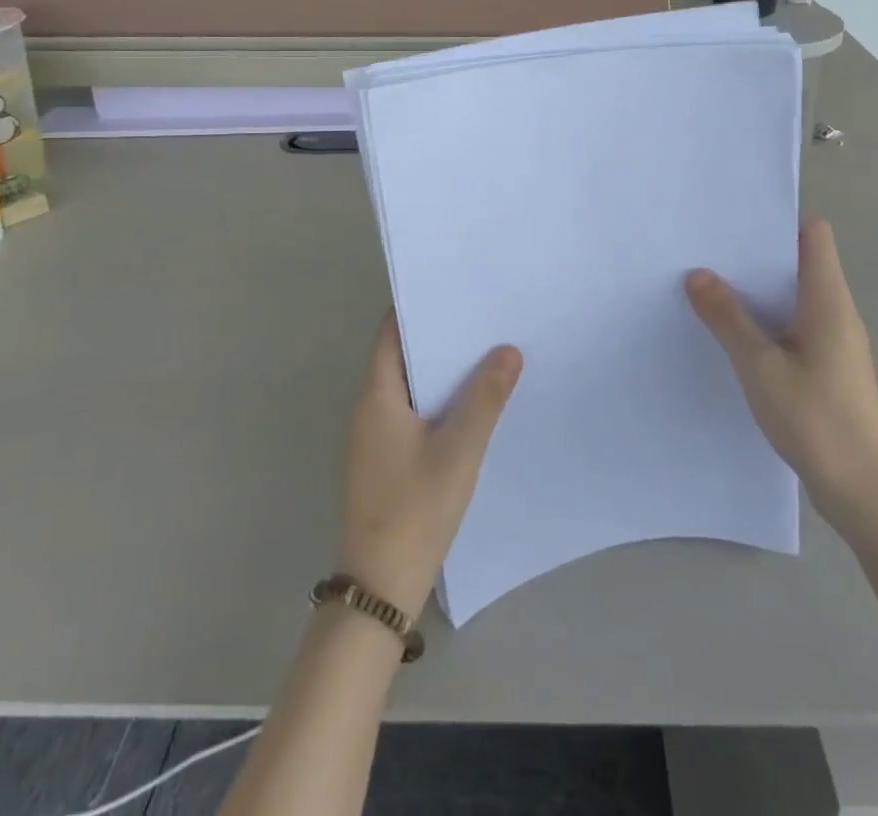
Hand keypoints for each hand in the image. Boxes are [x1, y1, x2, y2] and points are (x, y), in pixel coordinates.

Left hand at [339, 313, 521, 616]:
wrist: (380, 586)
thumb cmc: (416, 509)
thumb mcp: (459, 450)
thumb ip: (485, 398)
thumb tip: (508, 349)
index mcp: (377, 395)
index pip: (391, 332)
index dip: (419, 308)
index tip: (454, 290)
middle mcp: (369, 408)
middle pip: (401, 356)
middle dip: (438, 337)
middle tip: (482, 318)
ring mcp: (374, 436)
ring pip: (409, 386)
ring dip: (440, 370)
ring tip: (485, 351)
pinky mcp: (385, 459)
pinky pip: (412, 412)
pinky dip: (437, 399)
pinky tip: (471, 403)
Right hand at [686, 219, 877, 533]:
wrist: (865, 492)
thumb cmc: (816, 420)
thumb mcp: (760, 366)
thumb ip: (728, 318)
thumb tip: (698, 274)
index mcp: (827, 300)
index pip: (814, 235)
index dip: (780, 220)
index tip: (737, 220)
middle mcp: (837, 312)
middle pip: (801, 261)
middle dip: (758, 253)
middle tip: (710, 250)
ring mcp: (836, 342)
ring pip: (795, 296)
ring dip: (760, 290)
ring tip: (713, 286)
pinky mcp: (830, 368)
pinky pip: (795, 326)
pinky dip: (767, 320)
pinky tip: (735, 334)